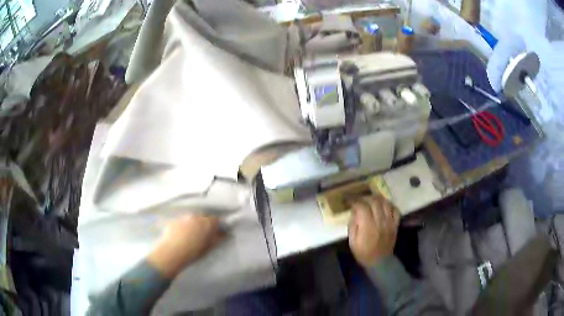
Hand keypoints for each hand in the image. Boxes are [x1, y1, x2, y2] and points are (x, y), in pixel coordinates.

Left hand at [148, 215, 223, 278]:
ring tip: (190, 234)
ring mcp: (184, 217)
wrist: (172, 252)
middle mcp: (196, 216)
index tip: (215, 231)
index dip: (216, 225)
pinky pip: (181, 221)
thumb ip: (218, 238)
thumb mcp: (209, 246)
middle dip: (204, 223)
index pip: (216, 219)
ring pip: (191, 218)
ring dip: (193, 224)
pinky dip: (182, 226)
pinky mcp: (173, 220)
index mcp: (207, 222)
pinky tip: (180, 234)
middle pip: (203, 216)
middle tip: (202, 233)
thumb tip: (224, 233)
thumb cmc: (194, 251)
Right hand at [348, 195, 399, 266]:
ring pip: (386, 203)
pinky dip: (389, 205)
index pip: (362, 206)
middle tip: (359, 199)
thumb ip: (353, 224)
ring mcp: (390, 222)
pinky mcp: (395, 224)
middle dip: (365, 197)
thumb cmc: (363, 252)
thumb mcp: (352, 241)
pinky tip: (383, 206)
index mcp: (368, 227)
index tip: (348, 199)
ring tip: (370, 199)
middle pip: (374, 201)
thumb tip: (354, 211)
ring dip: (377, 198)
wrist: (379, 262)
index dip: (354, 200)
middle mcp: (380, 222)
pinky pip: (395, 210)